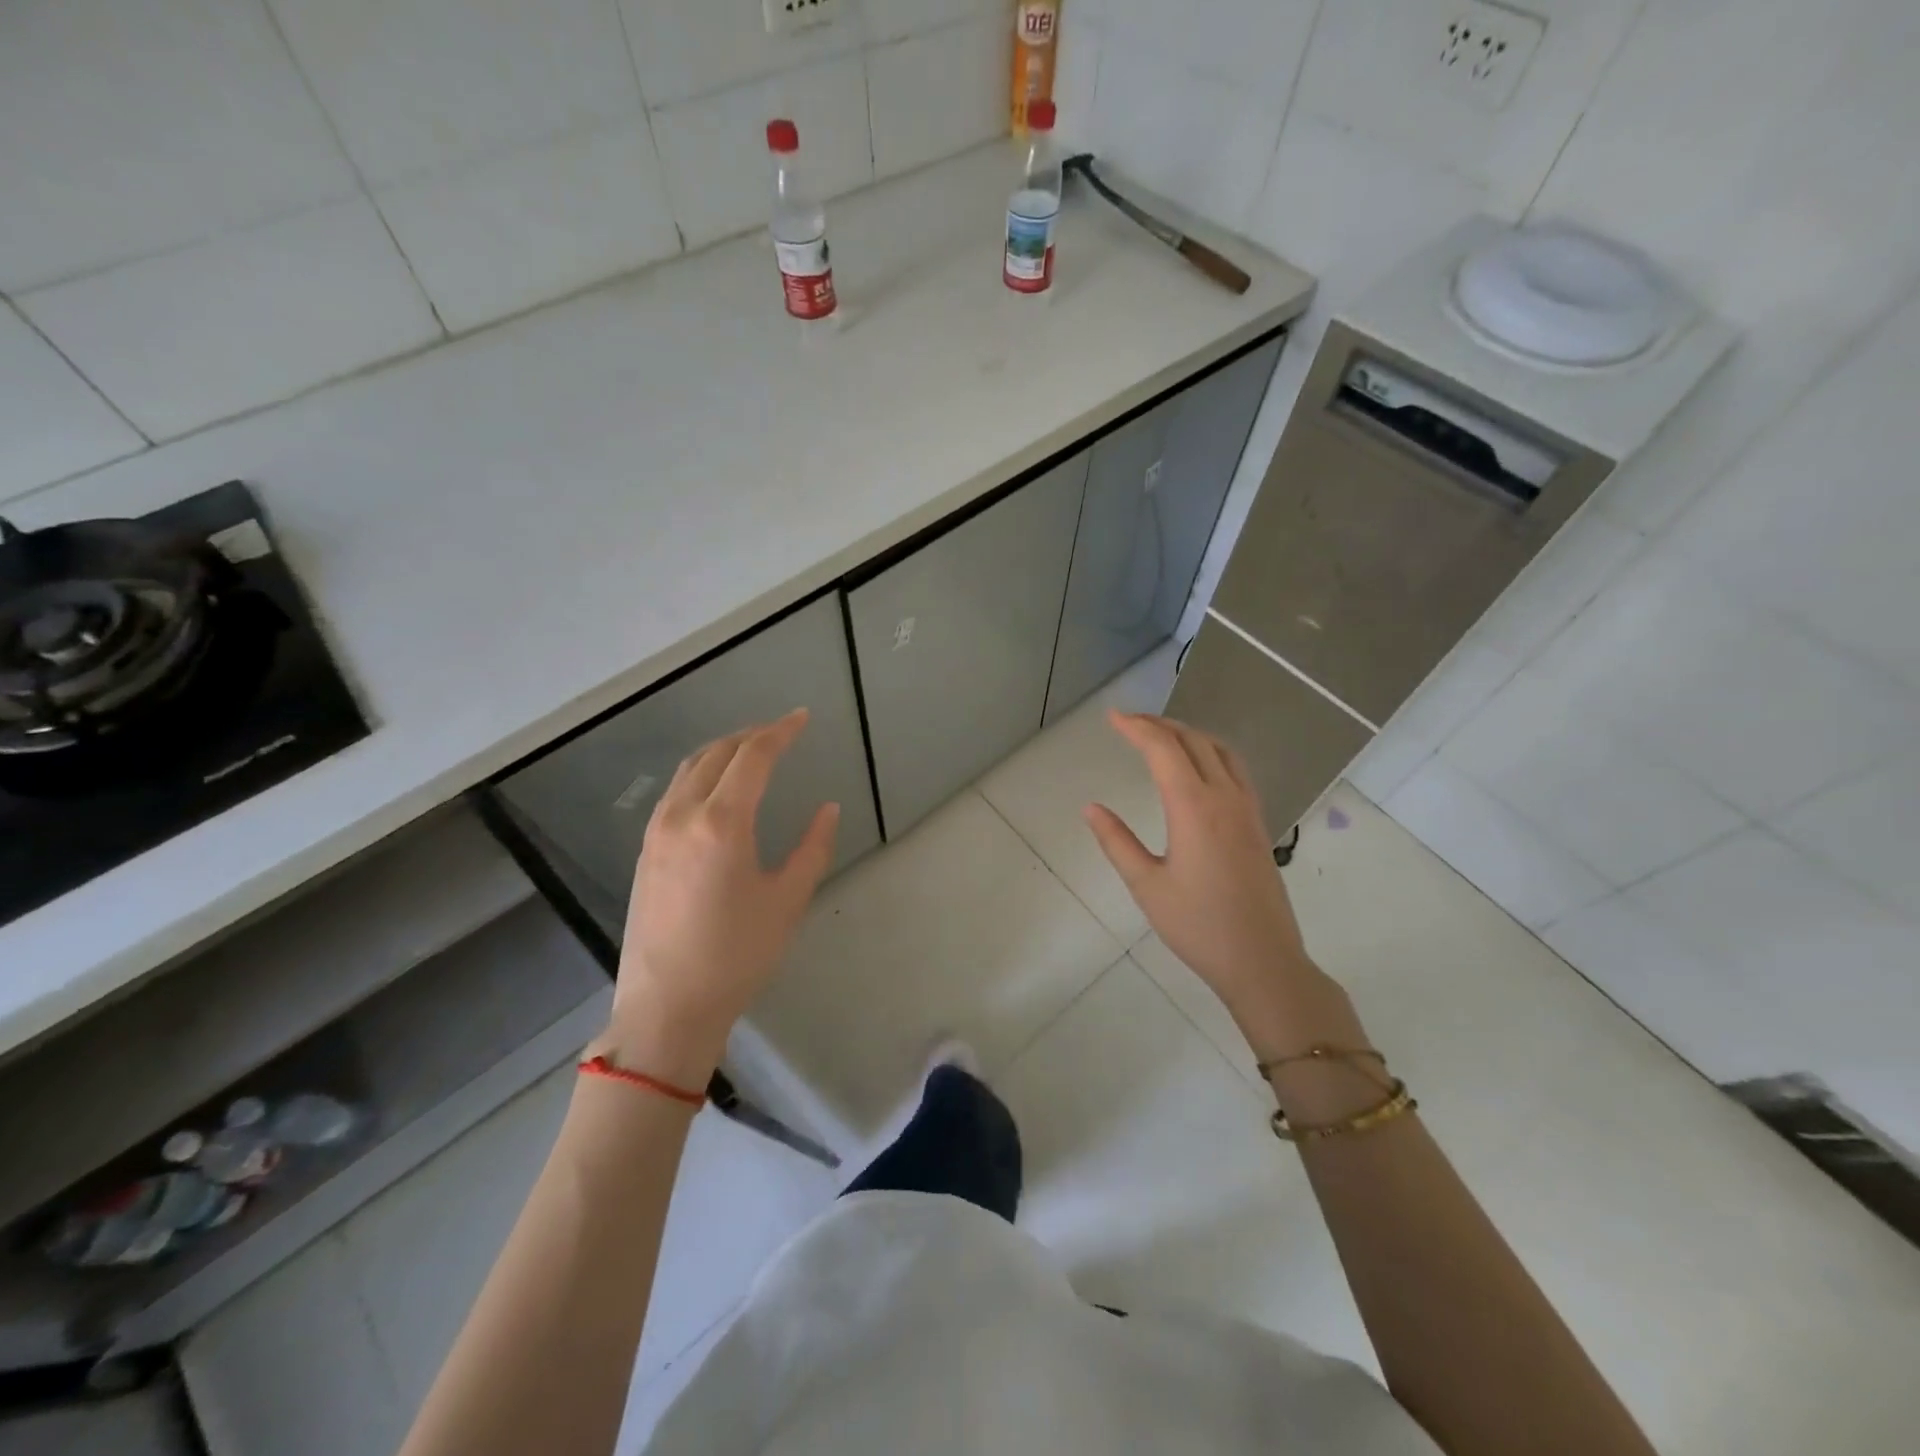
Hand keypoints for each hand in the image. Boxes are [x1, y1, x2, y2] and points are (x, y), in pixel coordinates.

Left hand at [603, 710, 838, 1085]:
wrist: (667, 1007)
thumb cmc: (737, 955)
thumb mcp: (788, 900)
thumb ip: (812, 847)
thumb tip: (827, 809)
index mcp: (722, 822)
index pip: (753, 757)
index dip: (780, 732)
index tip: (803, 718)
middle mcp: (683, 815)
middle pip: (716, 754)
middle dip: (751, 735)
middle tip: (781, 732)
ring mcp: (657, 832)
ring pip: (688, 770)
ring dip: (722, 751)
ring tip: (751, 752)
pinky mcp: (646, 852)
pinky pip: (674, 793)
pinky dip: (700, 774)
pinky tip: (716, 789)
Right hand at [1084, 712, 1359, 1058]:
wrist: (1263, 960)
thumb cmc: (1198, 926)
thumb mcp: (1147, 886)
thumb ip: (1117, 842)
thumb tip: (1091, 808)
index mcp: (1194, 808)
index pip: (1164, 749)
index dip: (1136, 728)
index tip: (1112, 717)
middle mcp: (1225, 798)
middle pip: (1194, 741)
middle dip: (1160, 724)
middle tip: (1129, 723)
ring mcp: (1248, 809)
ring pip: (1221, 750)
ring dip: (1189, 734)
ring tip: (1161, 736)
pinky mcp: (1258, 824)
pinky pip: (1236, 769)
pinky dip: (1211, 752)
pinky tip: (1198, 768)